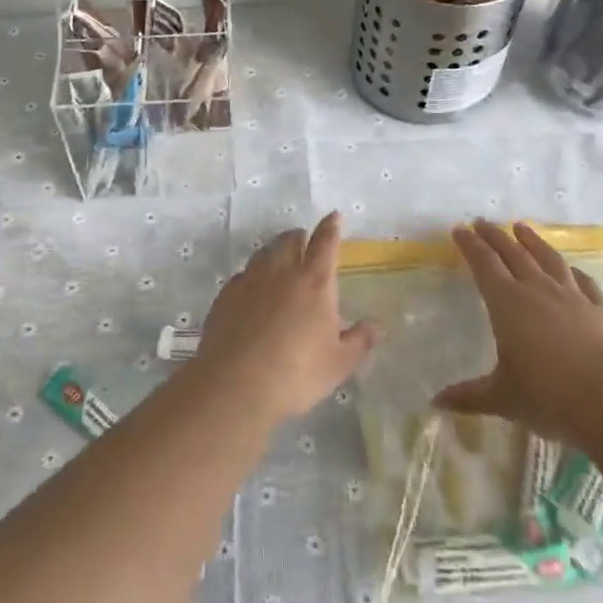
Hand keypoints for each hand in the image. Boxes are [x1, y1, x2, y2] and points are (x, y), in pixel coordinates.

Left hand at [190, 212, 379, 425]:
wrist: (235, 385)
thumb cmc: (296, 374)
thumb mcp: (338, 364)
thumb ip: (358, 342)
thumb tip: (376, 327)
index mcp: (315, 282)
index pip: (325, 243)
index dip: (331, 227)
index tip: (334, 216)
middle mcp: (282, 272)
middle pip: (290, 240)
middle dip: (300, 236)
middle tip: (305, 241)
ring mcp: (250, 281)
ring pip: (264, 252)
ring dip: (275, 250)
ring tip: (280, 260)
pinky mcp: (226, 296)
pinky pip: (243, 274)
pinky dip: (252, 274)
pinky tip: (252, 289)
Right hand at [436, 220, 602, 441]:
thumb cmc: (547, 396)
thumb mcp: (502, 398)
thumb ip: (468, 396)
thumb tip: (435, 402)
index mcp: (507, 303)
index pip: (484, 264)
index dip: (470, 245)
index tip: (459, 230)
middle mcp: (537, 290)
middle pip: (513, 253)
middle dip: (494, 236)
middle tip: (482, 222)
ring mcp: (572, 296)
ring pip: (548, 259)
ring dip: (532, 240)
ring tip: (522, 227)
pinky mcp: (599, 309)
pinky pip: (583, 281)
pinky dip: (572, 270)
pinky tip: (570, 268)